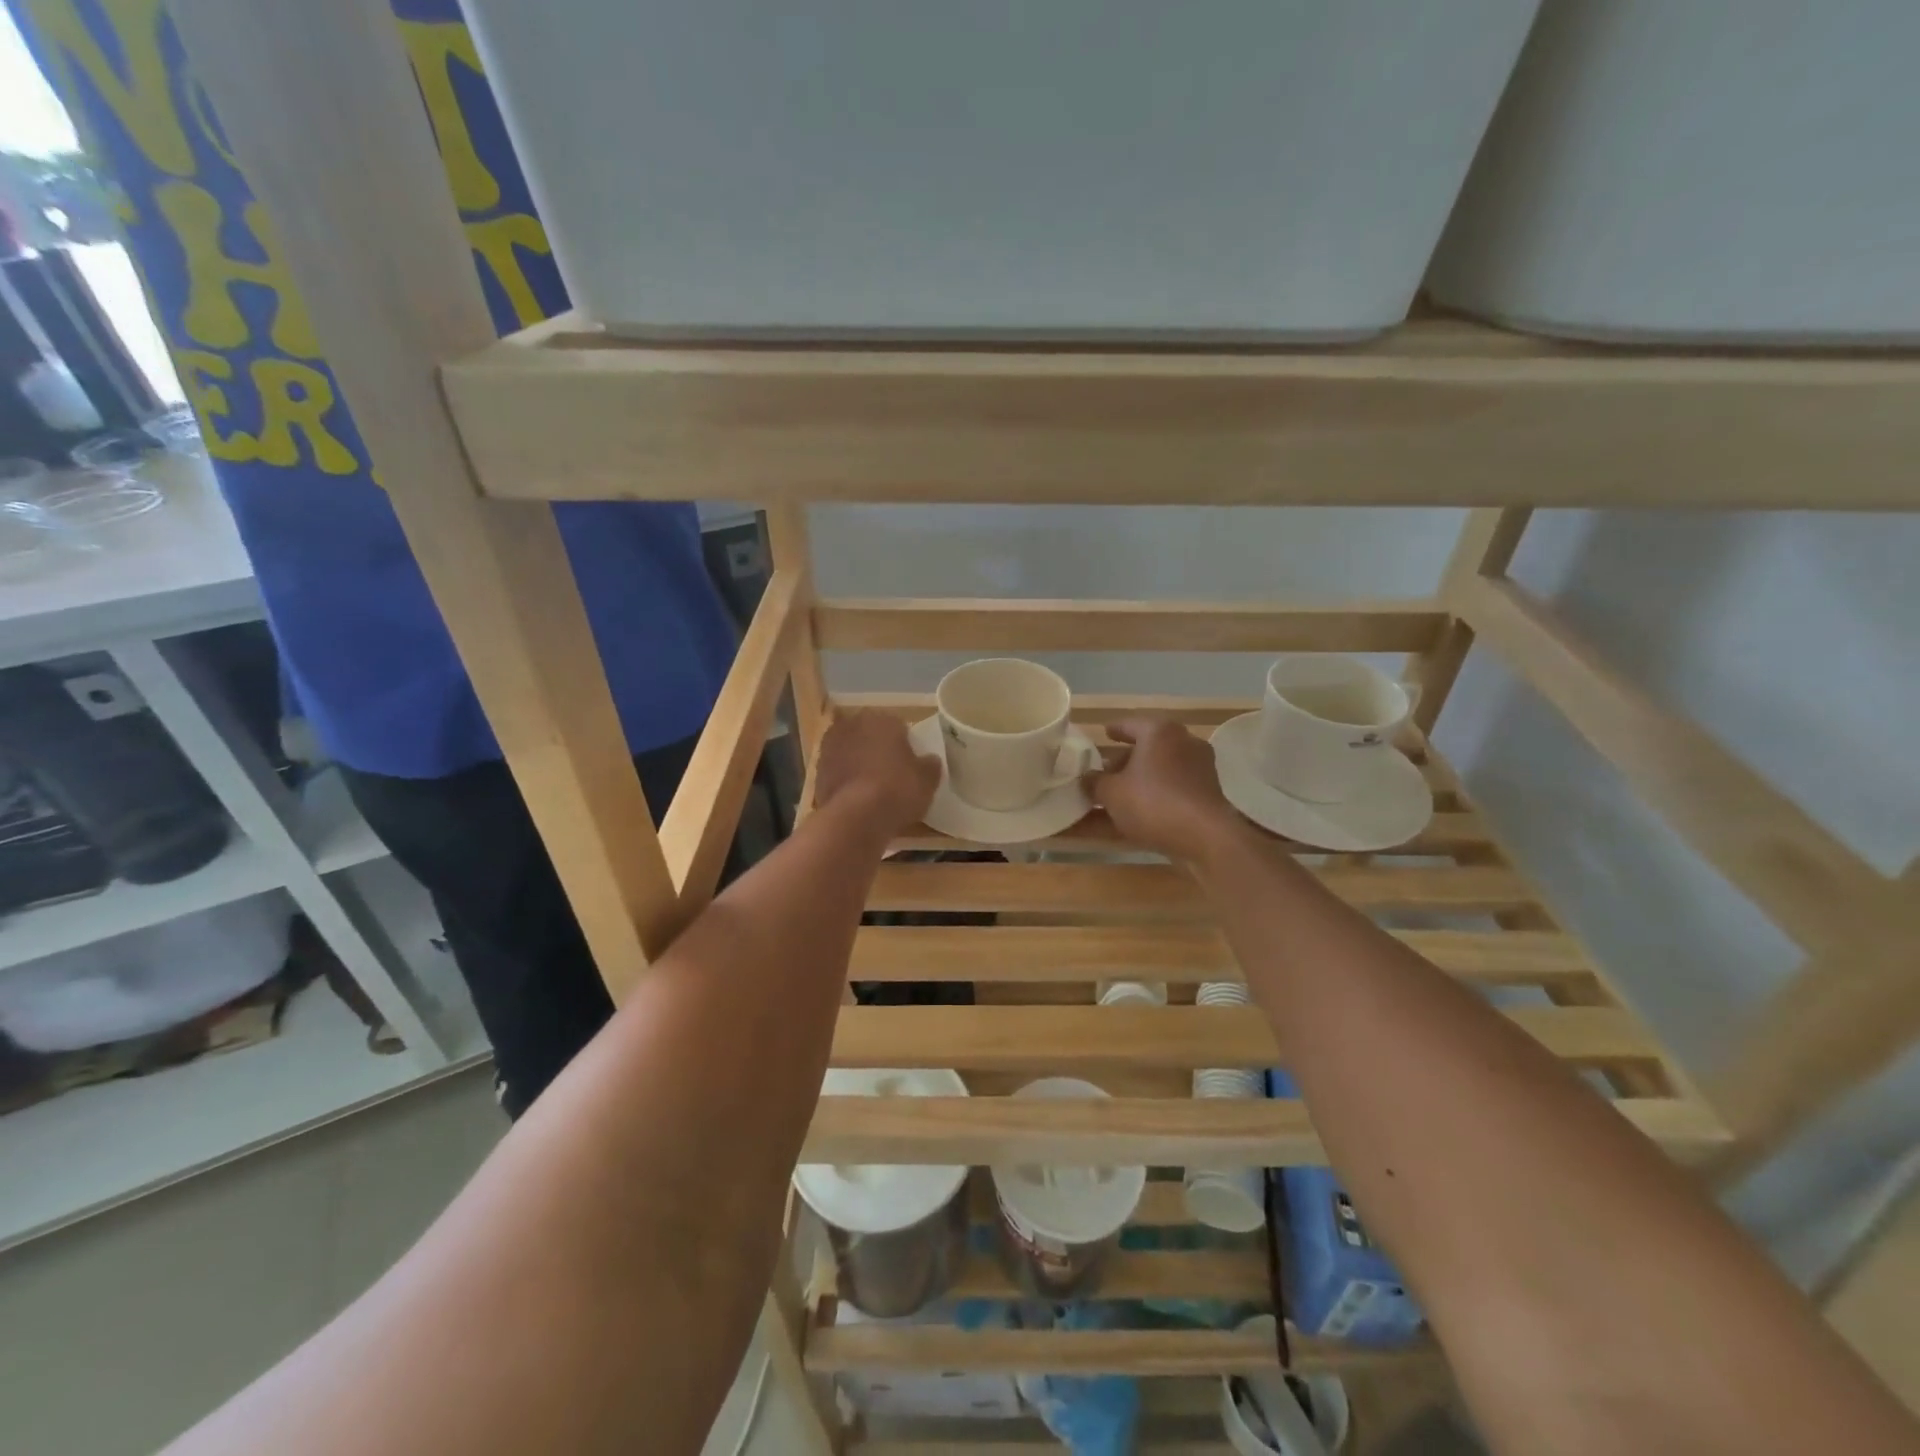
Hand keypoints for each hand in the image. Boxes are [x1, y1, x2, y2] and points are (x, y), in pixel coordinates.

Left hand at [812, 711, 940, 835]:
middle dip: (878, 749)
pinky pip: (838, 772)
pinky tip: (856, 799)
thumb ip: (929, 765)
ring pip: (851, 751)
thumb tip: (929, 760)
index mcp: (882, 719)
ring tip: (872, 787)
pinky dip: (846, 780)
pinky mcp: (817, 771)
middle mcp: (853, 725)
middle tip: (891, 772)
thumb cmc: (898, 789)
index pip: (898, 726)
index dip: (905, 744)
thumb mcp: (928, 779)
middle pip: (870, 735)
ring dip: (858, 763)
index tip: (910, 762)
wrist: (857, 817)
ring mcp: (830, 747)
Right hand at [1086, 718, 1238, 863]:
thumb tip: (1088, 778)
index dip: (1115, 729)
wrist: (1204, 837)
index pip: (1131, 724)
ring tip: (1116, 795)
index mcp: (1160, 732)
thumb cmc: (1152, 802)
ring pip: (1159, 770)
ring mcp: (1199, 769)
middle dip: (1125, 760)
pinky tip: (1135, 813)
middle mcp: (1184, 743)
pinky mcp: (1206, 794)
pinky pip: (1171, 790)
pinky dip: (1153, 796)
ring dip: (1138, 781)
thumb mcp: (1111, 792)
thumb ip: (1095, 782)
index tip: (1105, 733)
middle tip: (1105, 771)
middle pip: (1147, 748)